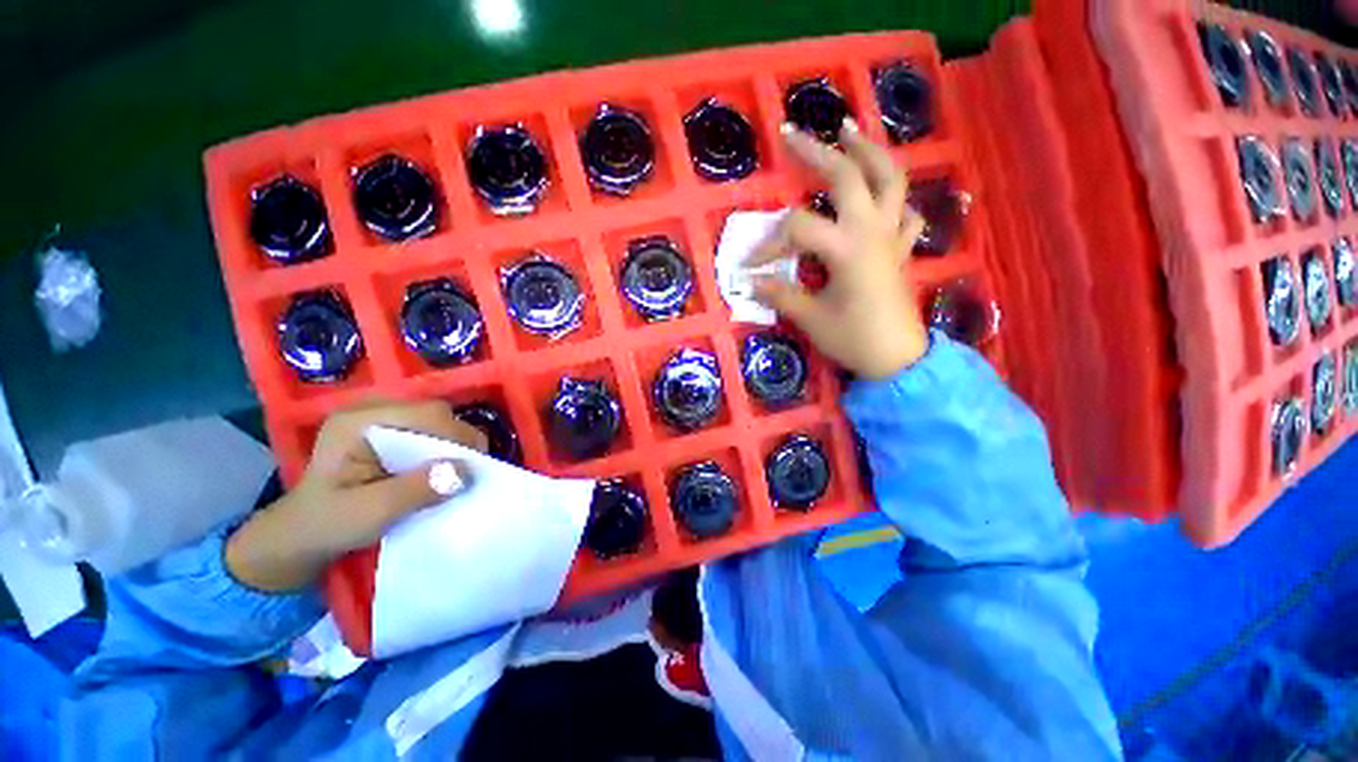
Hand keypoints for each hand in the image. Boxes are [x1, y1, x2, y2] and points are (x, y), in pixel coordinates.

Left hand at [226, 401, 487, 591]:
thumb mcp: (370, 513)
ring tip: (459, 471)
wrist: (302, 534)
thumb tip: (466, 471)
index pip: (426, 414)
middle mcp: (372, 409)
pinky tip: (442, 468)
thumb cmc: (329, 524)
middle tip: (470, 471)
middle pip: (435, 413)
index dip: (457, 436)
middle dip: (458, 440)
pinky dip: (444, 448)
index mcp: (358, 421)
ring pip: (438, 421)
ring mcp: (382, 418)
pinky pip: (431, 431)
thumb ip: (416, 490)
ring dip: (453, 445)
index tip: (474, 467)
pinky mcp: (391, 430)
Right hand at [751, 120, 928, 379]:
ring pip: (889, 178)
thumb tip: (751, 282)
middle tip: (791, 133)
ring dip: (868, 150)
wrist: (898, 359)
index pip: (798, 230)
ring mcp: (891, 237)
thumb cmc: (853, 339)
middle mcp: (872, 231)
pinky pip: (905, 212)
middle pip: (846, 177)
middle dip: (815, 152)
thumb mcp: (811, 318)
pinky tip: (881, 195)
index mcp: (847, 248)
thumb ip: (781, 294)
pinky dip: (894, 198)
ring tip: (848, 128)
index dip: (769, 244)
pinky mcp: (900, 249)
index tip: (750, 267)